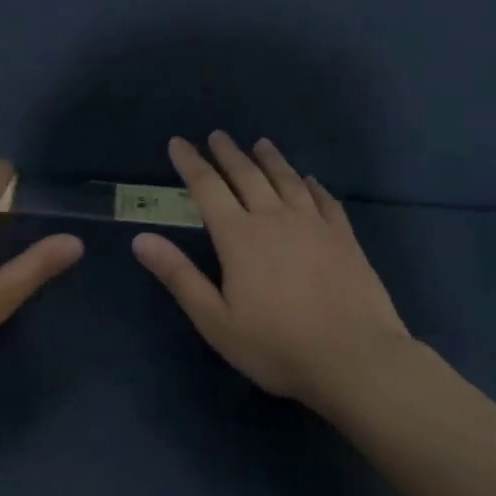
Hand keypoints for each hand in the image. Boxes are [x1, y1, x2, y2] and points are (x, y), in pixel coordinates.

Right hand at [133, 132, 411, 410]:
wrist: (355, 359)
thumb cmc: (276, 346)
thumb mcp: (215, 320)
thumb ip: (179, 276)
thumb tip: (140, 238)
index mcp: (239, 236)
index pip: (207, 187)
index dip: (190, 162)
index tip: (178, 142)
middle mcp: (274, 218)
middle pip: (247, 174)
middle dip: (228, 153)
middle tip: (217, 135)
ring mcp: (313, 224)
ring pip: (287, 179)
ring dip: (270, 159)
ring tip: (260, 143)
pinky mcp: (343, 237)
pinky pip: (325, 199)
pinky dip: (312, 184)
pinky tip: (310, 179)